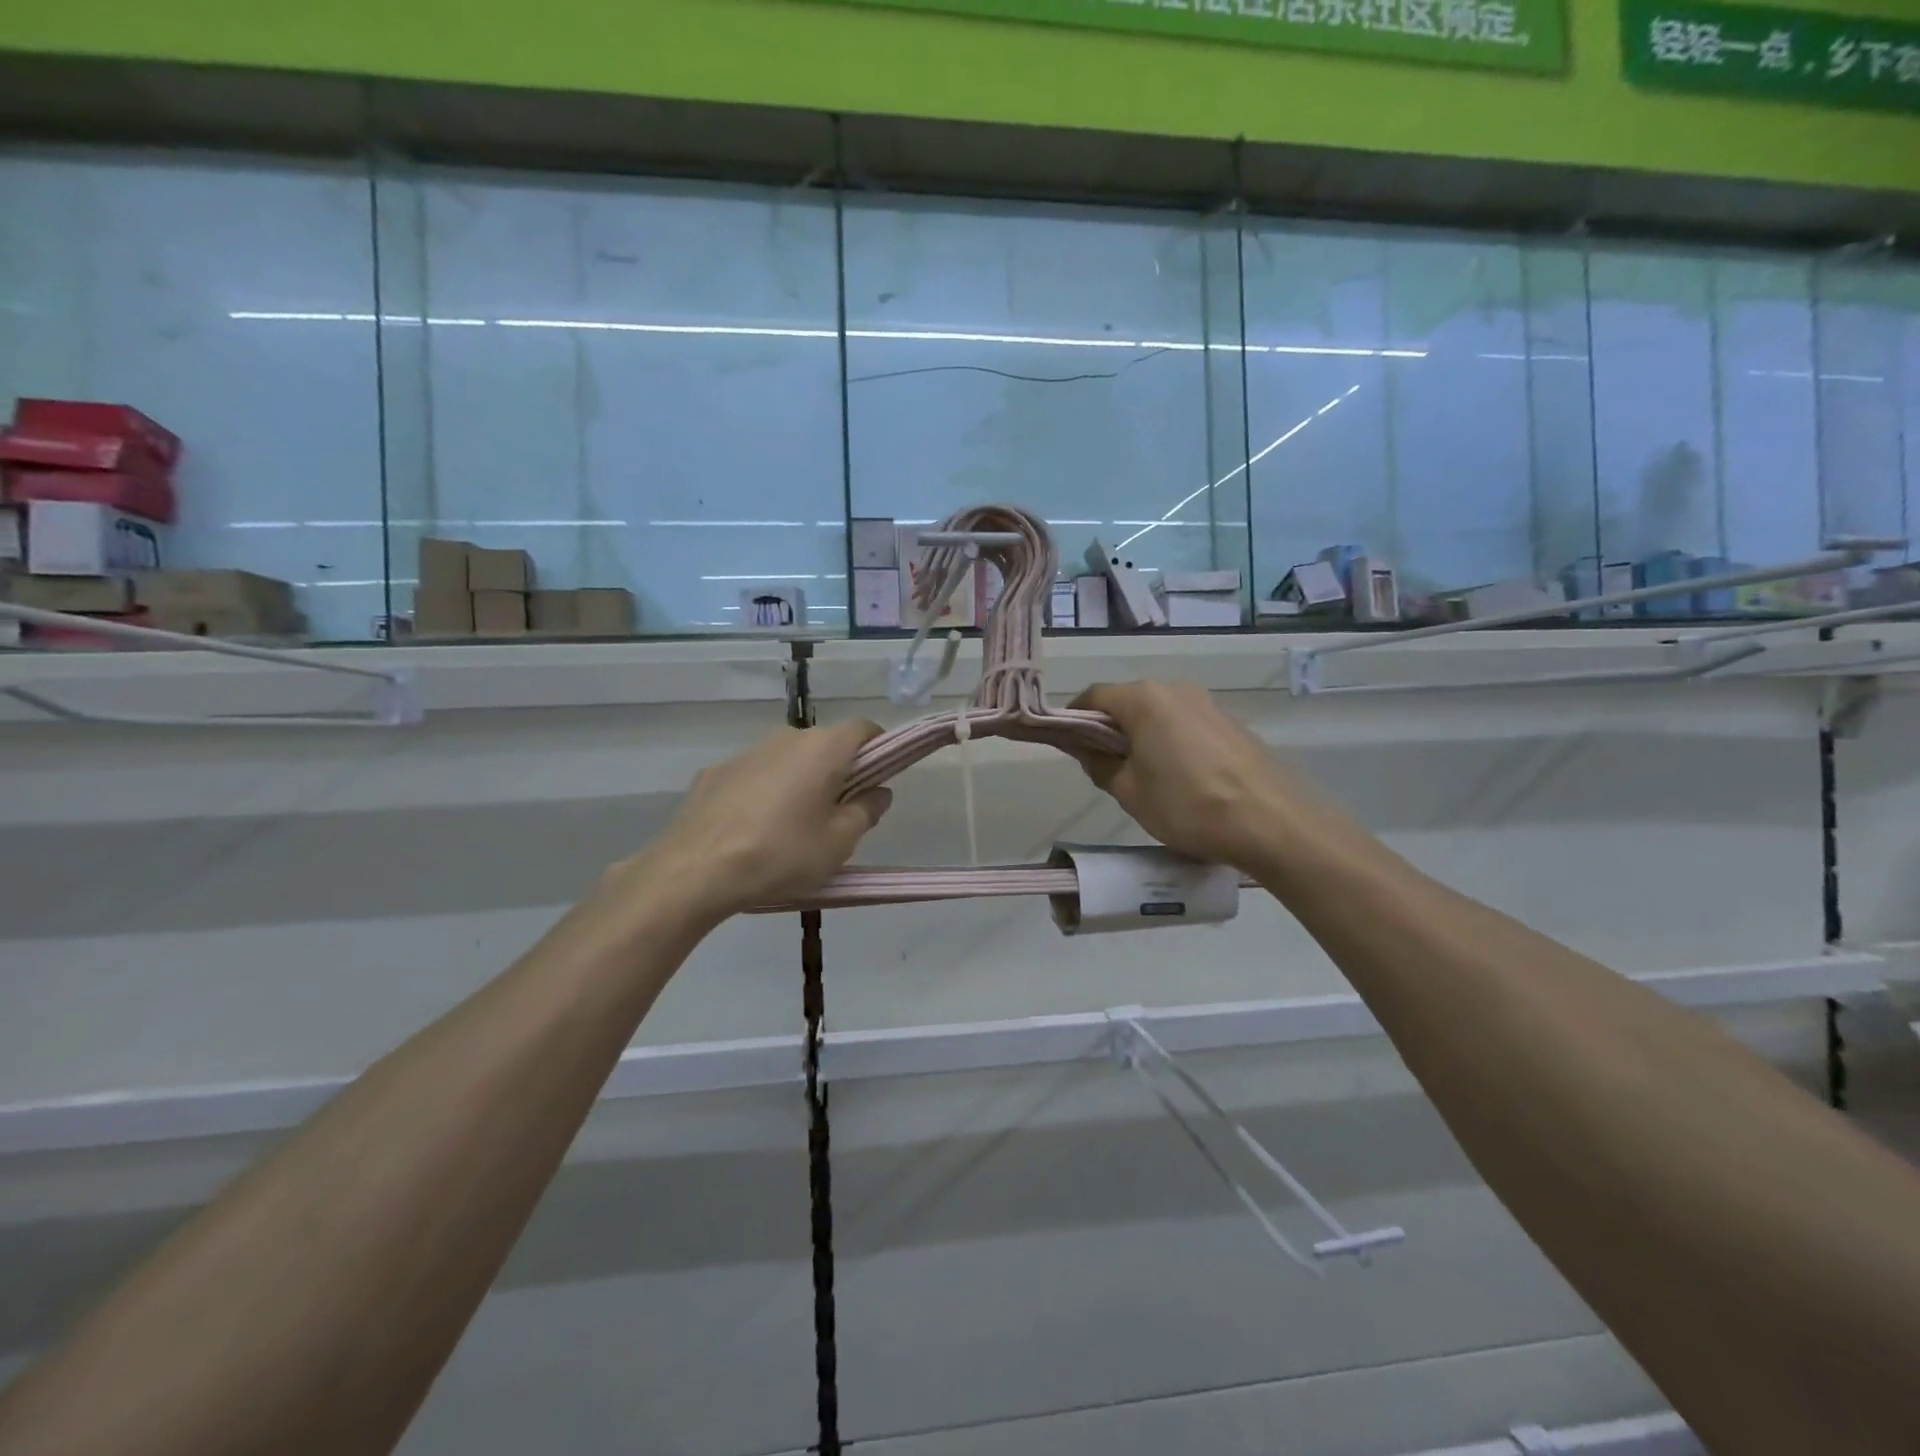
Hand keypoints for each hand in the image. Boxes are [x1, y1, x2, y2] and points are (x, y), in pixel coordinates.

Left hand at [621, 720, 892, 921]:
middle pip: (825, 745)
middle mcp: (786, 738)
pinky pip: (755, 775)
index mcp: (824, 748)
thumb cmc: (782, 853)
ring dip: (799, 783)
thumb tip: (878, 792)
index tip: (877, 781)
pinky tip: (753, 831)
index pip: (864, 729)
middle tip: (838, 816)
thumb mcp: (839, 842)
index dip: (879, 751)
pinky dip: (764, 793)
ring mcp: (747, 752)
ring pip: (788, 760)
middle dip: (838, 772)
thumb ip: (866, 811)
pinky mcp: (715, 771)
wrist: (695, 870)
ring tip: (791, 829)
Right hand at [1069, 681, 1305, 871]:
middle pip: (1127, 702)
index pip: (1093, 696)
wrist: (1272, 822)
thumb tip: (1086, 749)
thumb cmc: (1188, 805)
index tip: (1067, 746)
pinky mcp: (1231, 723)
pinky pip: (1186, 725)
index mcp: (1144, 699)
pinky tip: (1180, 778)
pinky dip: (1170, 742)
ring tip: (1144, 777)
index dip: (1073, 719)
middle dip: (1109, 729)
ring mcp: (1207, 704)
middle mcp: (1175, 689)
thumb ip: (1099, 764)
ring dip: (1141, 736)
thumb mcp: (1129, 792)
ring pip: (1159, 713)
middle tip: (1103, 767)